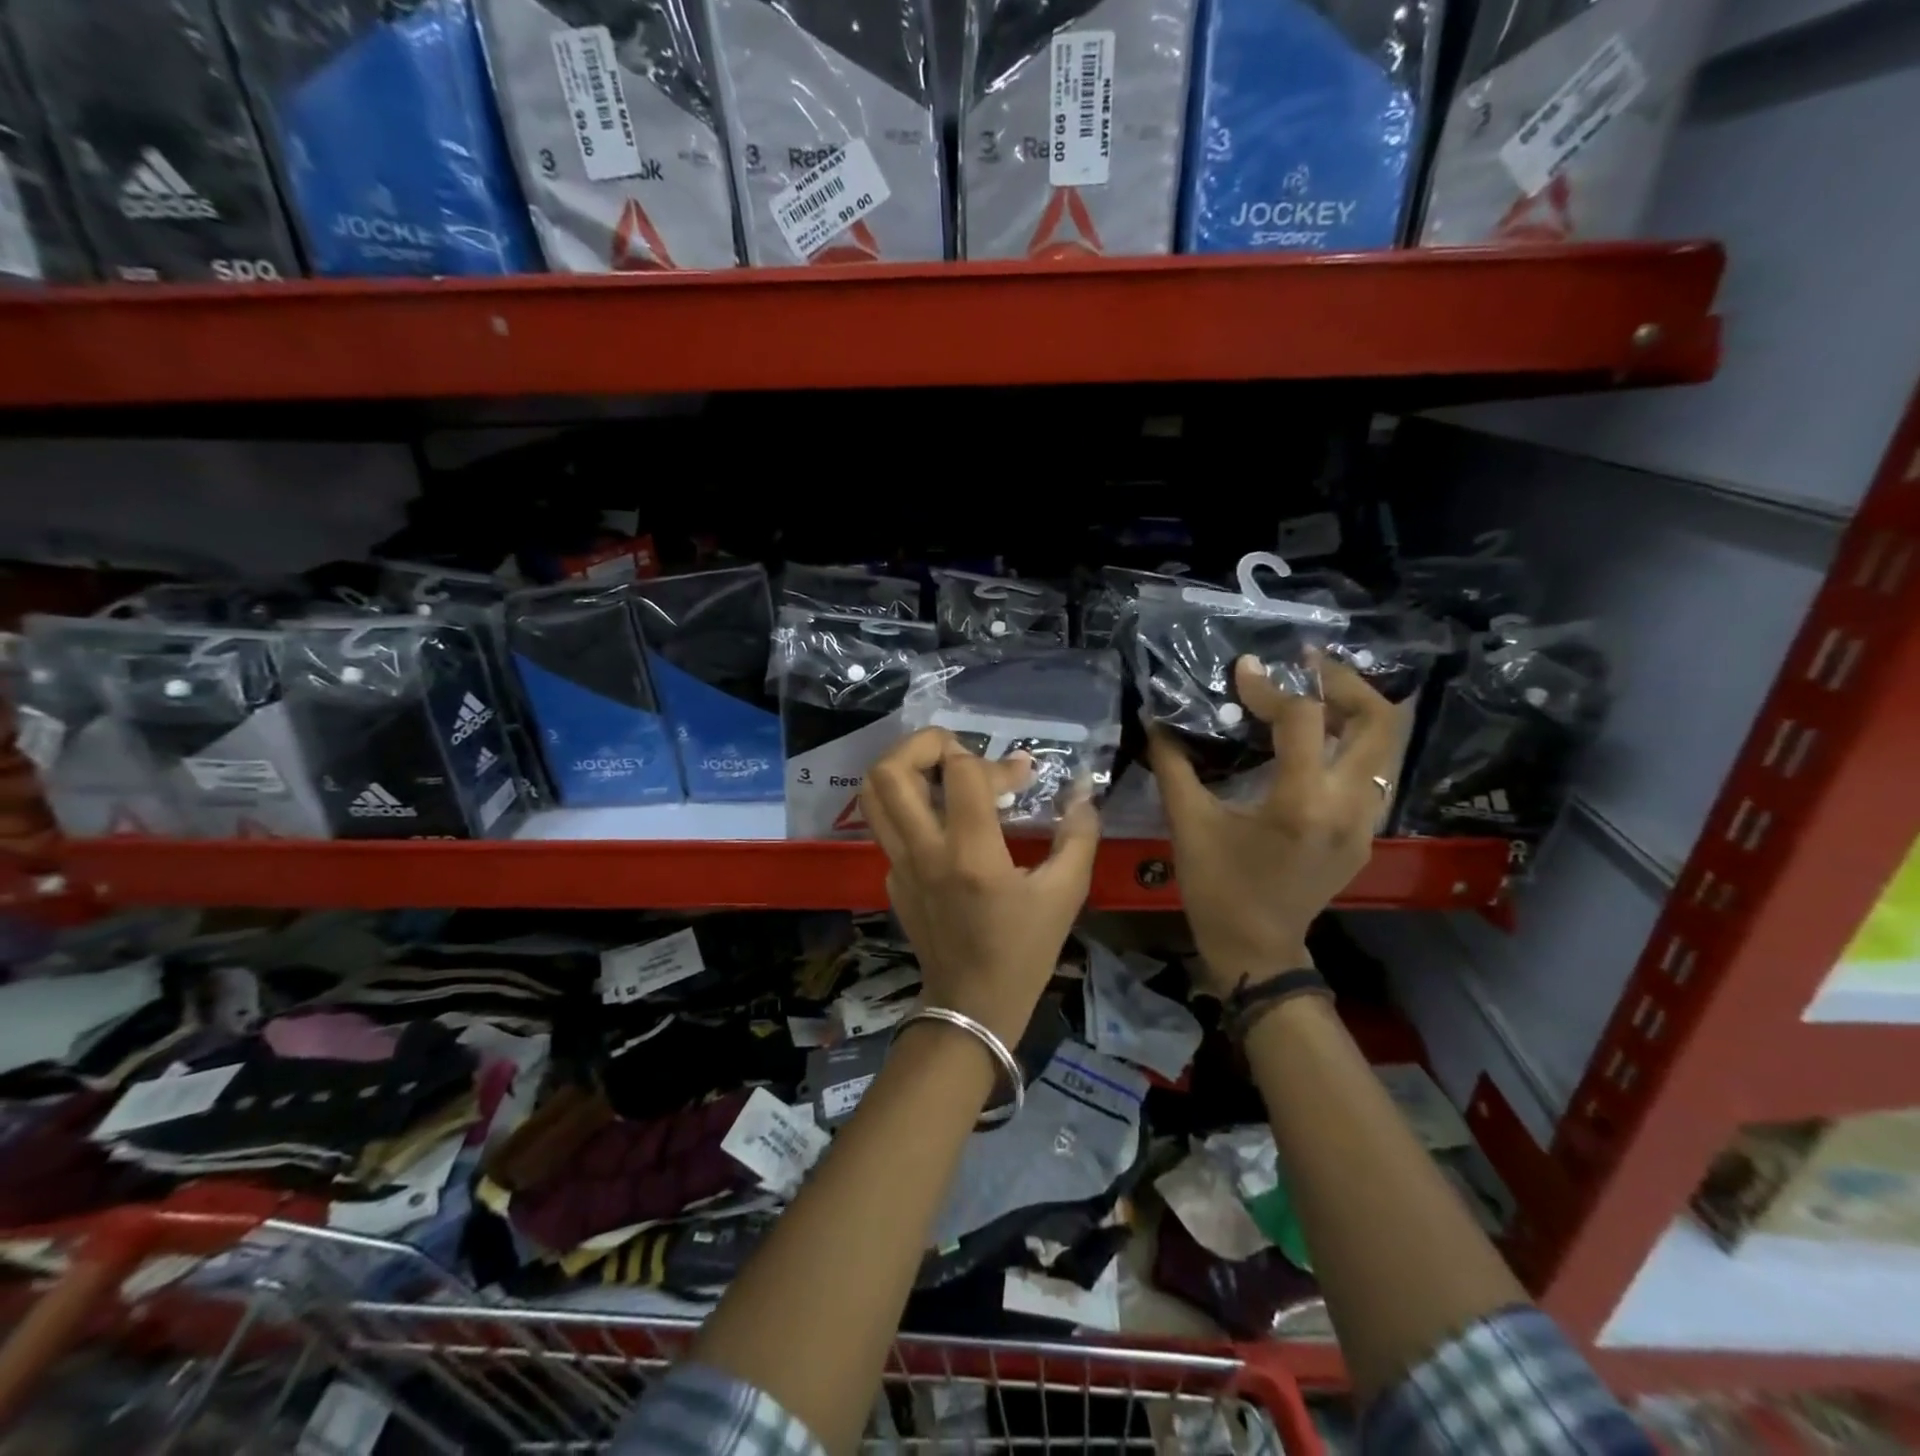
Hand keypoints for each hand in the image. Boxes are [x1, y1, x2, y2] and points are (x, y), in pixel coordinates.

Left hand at [860, 728, 1100, 1045]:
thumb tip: (1084, 791)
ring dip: (904, 768)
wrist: (972, 1005)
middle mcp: (924, 852)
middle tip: (958, 752)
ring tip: (940, 771)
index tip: (1021, 776)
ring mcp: (899, 866)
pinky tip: (943, 820)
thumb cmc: (1024, 951)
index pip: (962, 773)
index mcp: (970, 855)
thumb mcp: (1065, 894)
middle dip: (924, 744)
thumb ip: (1079, 835)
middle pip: (891, 771)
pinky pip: (887, 825)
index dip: (996, 761)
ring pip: (873, 794)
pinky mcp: (891, 878)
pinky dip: (910, 806)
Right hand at [1149, 652, 1401, 994]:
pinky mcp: (1366, 833)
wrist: (1257, 948)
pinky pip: (1371, 771)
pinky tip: (1313, 740)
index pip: (1303, 718)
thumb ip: (1174, 765)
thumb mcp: (1188, 824)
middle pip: (1377, 720)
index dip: (1271, 686)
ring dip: (1352, 709)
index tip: (1244, 670)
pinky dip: (1349, 742)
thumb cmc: (1217, 888)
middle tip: (1305, 664)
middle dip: (1343, 681)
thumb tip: (1157, 721)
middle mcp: (1348, 806)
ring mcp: (1366, 822)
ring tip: (1311, 693)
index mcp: (1302, 803)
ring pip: (1384, 744)